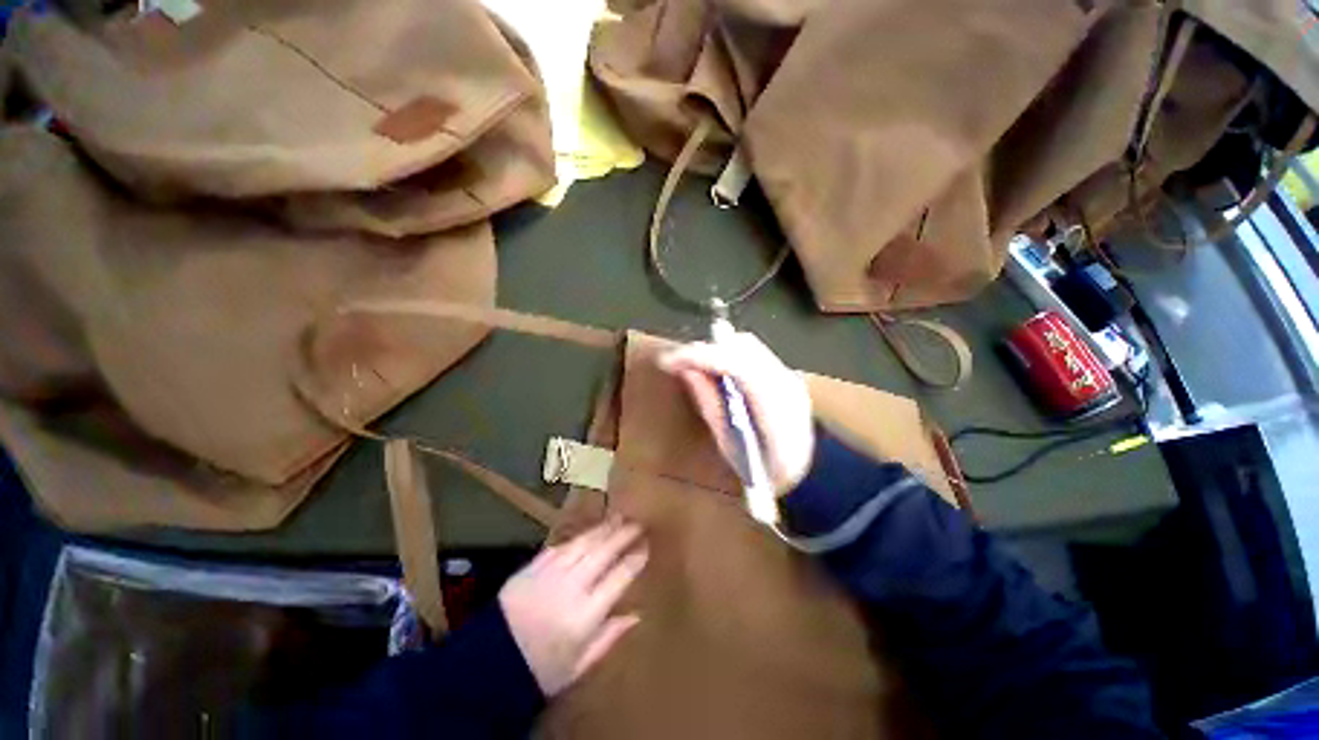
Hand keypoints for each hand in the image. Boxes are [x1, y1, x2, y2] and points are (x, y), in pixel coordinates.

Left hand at [499, 519, 647, 697]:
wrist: (490, 665)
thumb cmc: (541, 671)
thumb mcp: (579, 665)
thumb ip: (609, 637)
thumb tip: (636, 614)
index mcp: (585, 615)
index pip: (619, 577)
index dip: (635, 559)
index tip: (645, 547)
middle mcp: (570, 587)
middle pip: (603, 552)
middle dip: (623, 535)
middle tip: (637, 523)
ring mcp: (549, 573)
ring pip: (583, 543)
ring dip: (602, 529)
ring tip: (617, 518)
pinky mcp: (532, 567)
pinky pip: (560, 546)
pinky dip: (577, 538)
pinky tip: (587, 532)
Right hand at [658, 331, 814, 493]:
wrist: (814, 476)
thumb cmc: (767, 471)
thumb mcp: (731, 446)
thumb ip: (710, 405)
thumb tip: (687, 372)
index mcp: (775, 405)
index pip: (735, 363)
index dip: (698, 356)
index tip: (667, 360)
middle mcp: (786, 380)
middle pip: (740, 346)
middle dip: (704, 349)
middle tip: (677, 362)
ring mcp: (790, 374)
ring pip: (746, 345)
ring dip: (716, 349)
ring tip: (691, 364)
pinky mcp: (786, 374)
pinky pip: (752, 353)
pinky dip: (728, 354)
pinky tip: (715, 369)